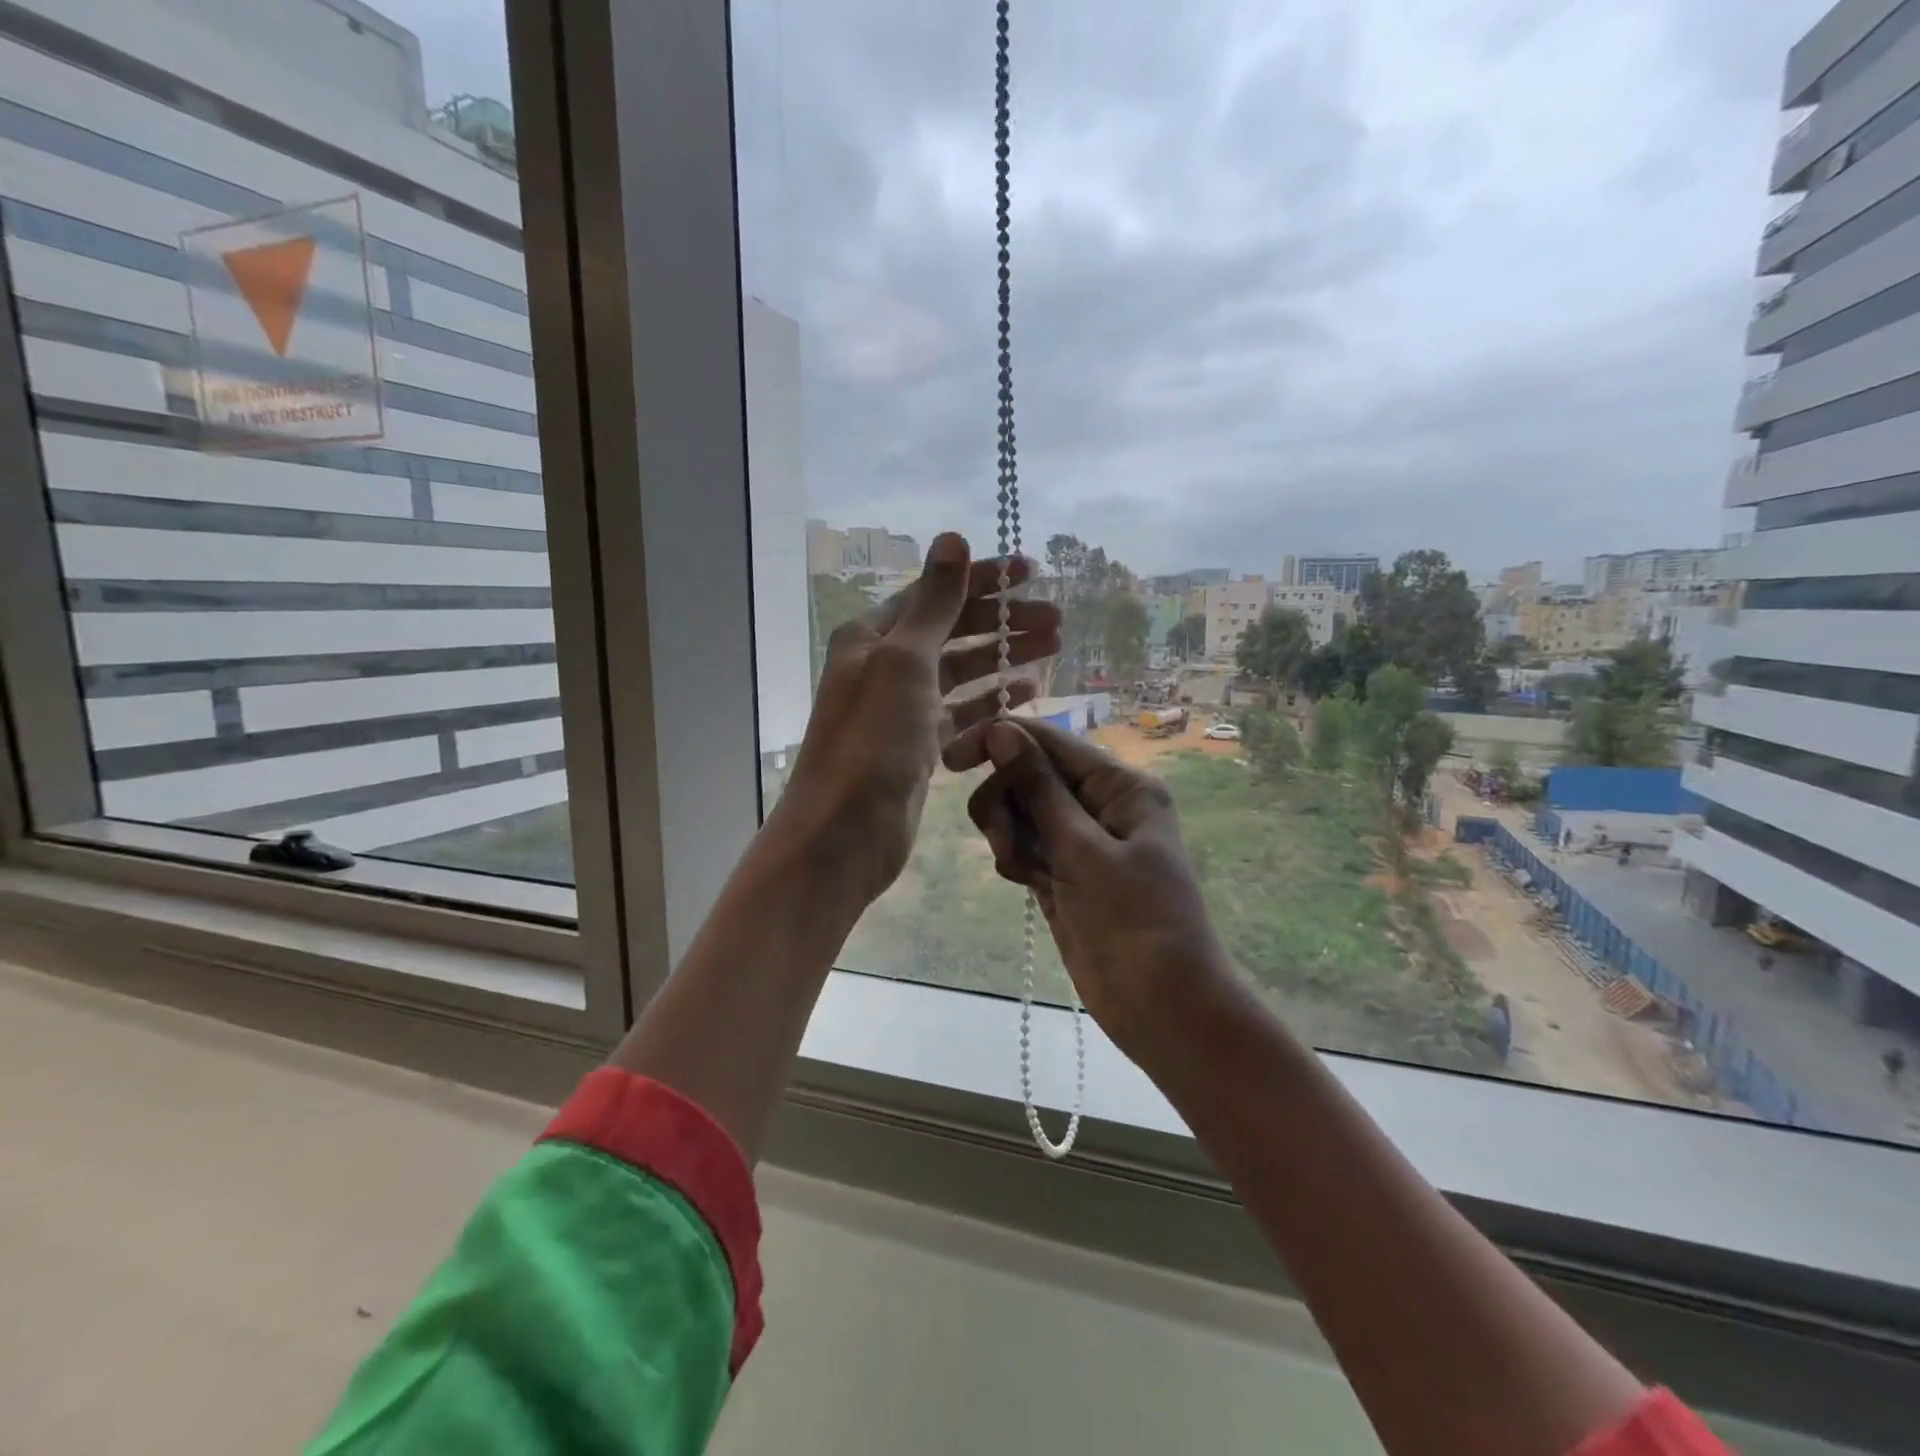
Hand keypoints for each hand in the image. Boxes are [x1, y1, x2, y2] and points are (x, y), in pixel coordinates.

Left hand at [774, 533, 1061, 903]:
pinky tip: (1024, 698)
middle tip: (1057, 622)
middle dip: (1004, 623)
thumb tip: (953, 537)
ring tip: (1052, 652)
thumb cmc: (874, 740)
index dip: (984, 579)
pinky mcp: (918, 749)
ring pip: (961, 674)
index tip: (1033, 572)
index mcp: (873, 637)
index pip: (936, 594)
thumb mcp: (905, 660)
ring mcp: (902, 710)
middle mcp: (885, 667)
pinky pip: (960, 716)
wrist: (846, 832)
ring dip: (1004, 661)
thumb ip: (935, 602)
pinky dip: (990, 705)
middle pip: (954, 633)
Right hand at [943, 718, 1234, 1068]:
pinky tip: (1025, 884)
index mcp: (1120, 786)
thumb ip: (1040, 789)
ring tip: (1019, 870)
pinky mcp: (1064, 874)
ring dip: (1007, 833)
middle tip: (1002, 841)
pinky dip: (1015, 858)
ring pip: (1021, 812)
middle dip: (1005, 800)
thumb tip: (1003, 730)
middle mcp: (1100, 805)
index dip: (998, 741)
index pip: (1050, 741)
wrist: (1163, 1008)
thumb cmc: (1135, 921)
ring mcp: (1081, 841)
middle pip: (1028, 775)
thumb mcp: (1084, 850)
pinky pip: (1025, 847)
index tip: (951, 759)